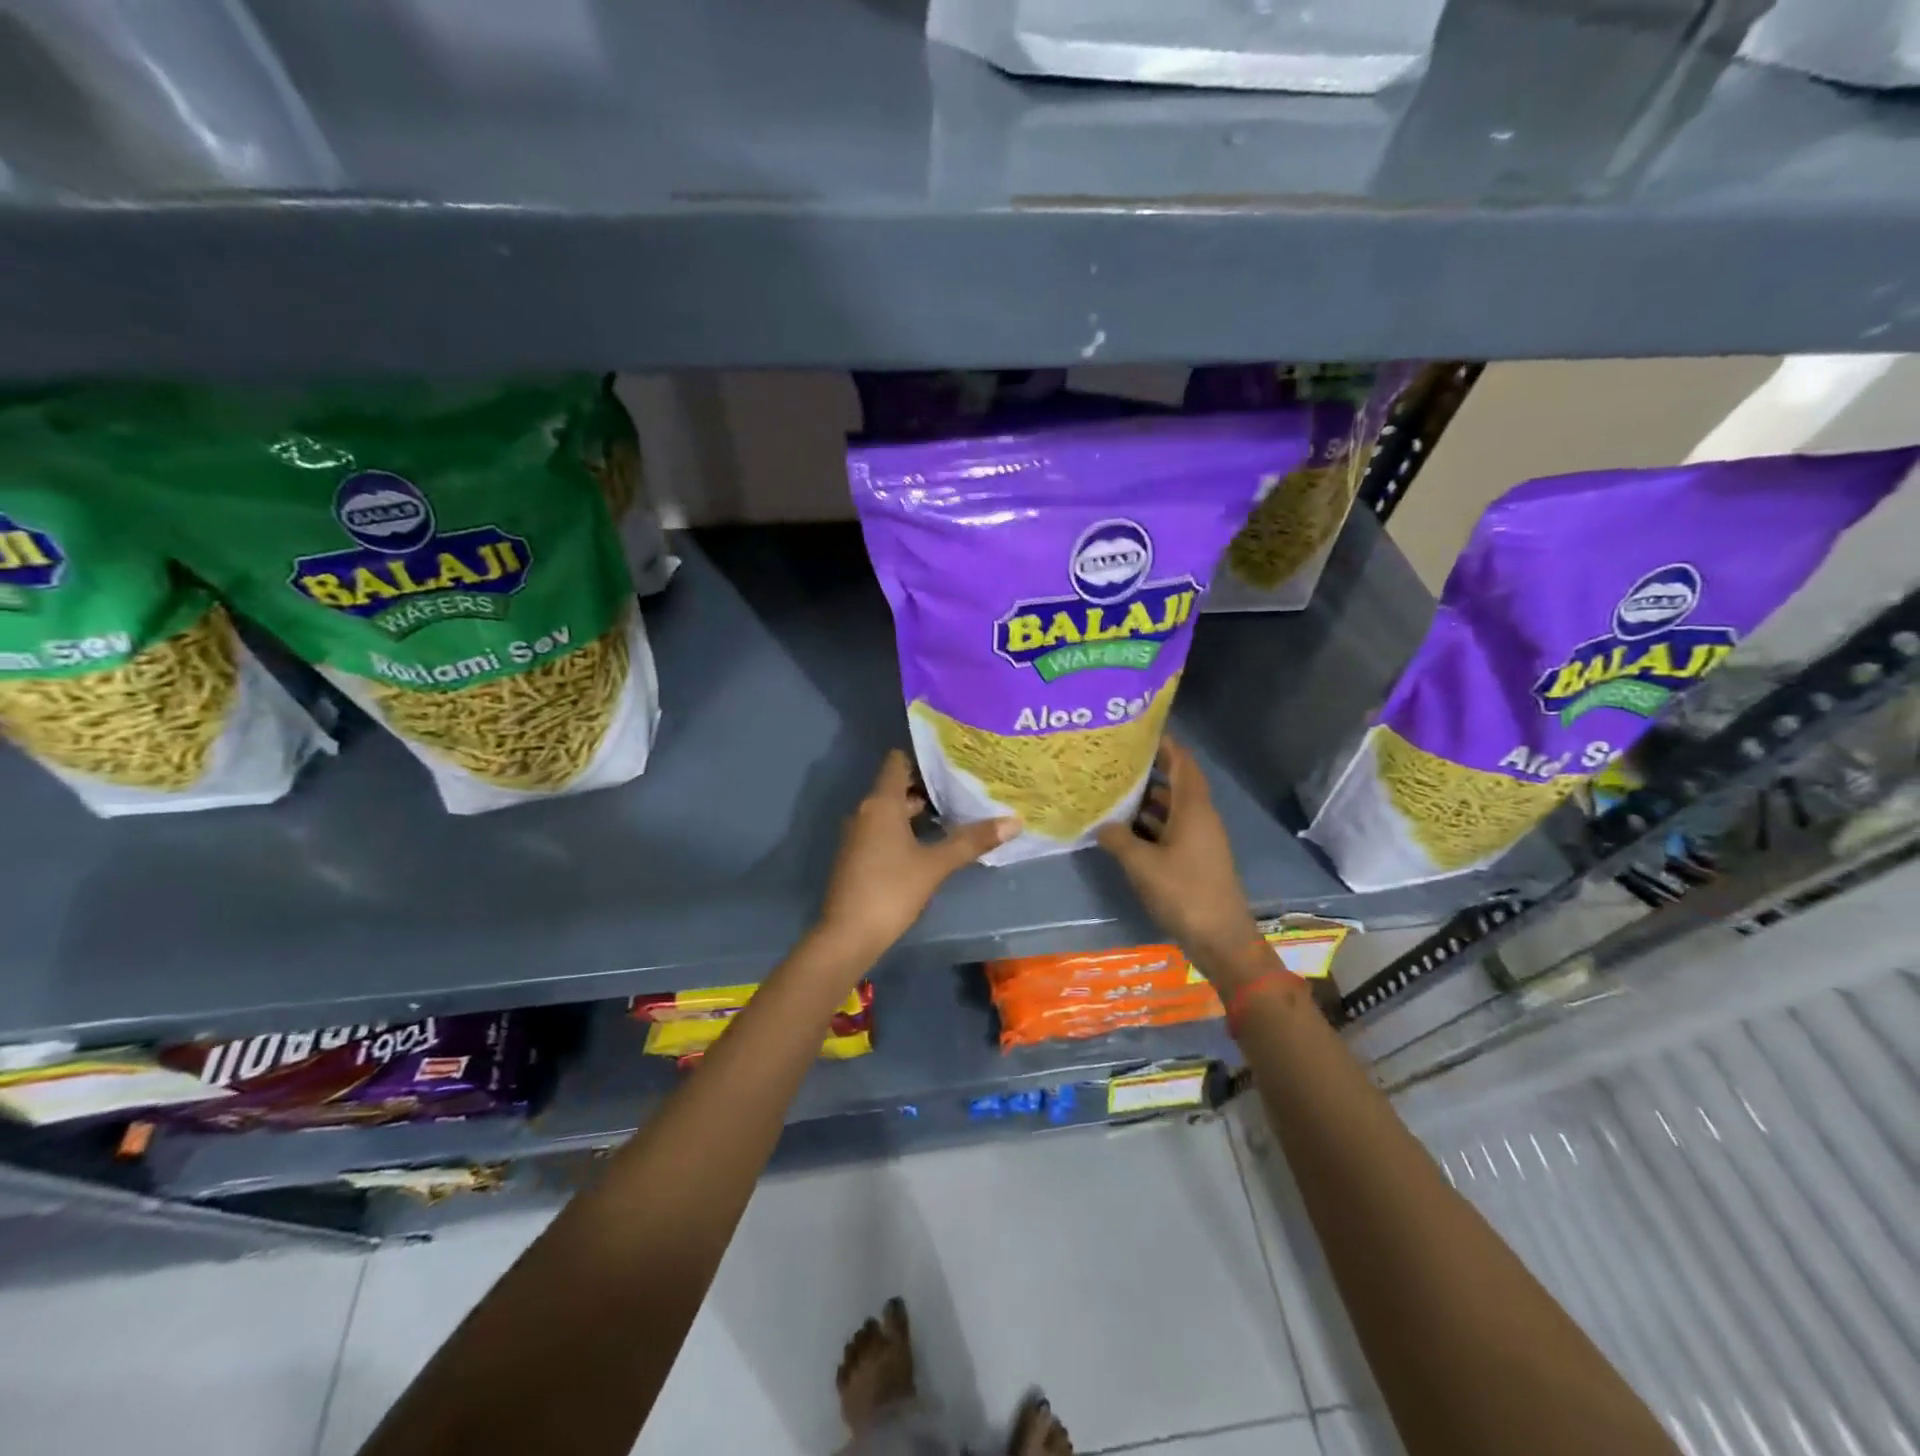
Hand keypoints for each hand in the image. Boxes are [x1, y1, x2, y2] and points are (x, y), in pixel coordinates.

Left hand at [815, 751, 1018, 962]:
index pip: (898, 762)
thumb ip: (971, 841)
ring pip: (891, 811)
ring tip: (954, 814)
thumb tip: (1014, 821)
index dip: (923, 756)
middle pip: (897, 787)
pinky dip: (905, 830)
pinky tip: (930, 843)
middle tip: (963, 787)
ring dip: (918, 811)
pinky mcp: (857, 856)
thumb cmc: (891, 890)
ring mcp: (858, 835)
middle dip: (928, 787)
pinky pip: (883, 830)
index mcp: (881, 803)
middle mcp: (865, 811)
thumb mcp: (935, 865)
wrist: (847, 936)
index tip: (951, 757)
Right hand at [1097, 737, 1267, 983]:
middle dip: (1147, 771)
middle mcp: (1200, 817)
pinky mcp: (1195, 859)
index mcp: (1193, 808)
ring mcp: (1200, 839)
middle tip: (1114, 763)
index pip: (1182, 762)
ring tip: (1112, 793)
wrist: (1220, 938)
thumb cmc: (1183, 892)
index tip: (1137, 732)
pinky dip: (1150, 825)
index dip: (1164, 744)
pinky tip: (1124, 831)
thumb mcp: (1141, 864)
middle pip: (1175, 783)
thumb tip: (1102, 824)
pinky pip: (1171, 830)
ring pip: (1171, 808)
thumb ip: (1118, 839)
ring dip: (1146, 801)